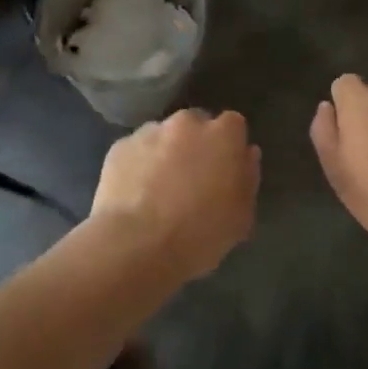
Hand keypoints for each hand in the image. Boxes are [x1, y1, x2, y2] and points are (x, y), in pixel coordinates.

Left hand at [90, 108, 259, 283]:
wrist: (135, 246)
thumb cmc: (199, 234)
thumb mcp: (241, 217)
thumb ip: (248, 178)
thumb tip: (247, 153)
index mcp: (222, 134)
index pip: (233, 125)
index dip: (229, 146)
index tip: (224, 171)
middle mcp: (186, 122)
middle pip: (196, 125)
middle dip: (196, 145)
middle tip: (191, 180)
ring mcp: (150, 131)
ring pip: (163, 136)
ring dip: (165, 153)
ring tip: (158, 191)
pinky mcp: (119, 146)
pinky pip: (136, 151)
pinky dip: (138, 165)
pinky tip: (135, 195)